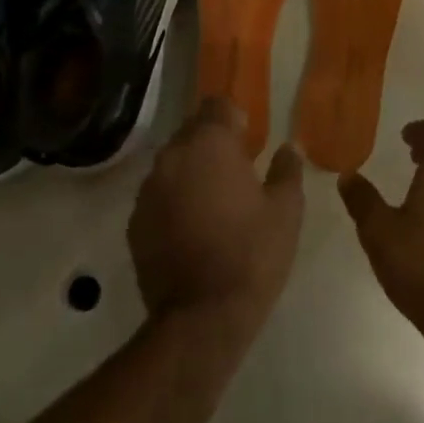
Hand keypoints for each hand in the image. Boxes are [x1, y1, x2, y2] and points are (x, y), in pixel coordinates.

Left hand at [129, 99, 303, 344]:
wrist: (201, 318)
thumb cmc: (252, 254)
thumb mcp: (286, 210)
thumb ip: (287, 169)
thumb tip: (288, 147)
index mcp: (211, 143)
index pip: (218, 104)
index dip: (235, 119)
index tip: (249, 143)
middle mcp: (173, 155)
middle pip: (192, 131)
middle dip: (213, 144)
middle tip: (236, 174)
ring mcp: (149, 189)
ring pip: (173, 163)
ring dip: (192, 172)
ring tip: (213, 204)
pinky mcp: (135, 221)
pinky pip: (158, 195)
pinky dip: (174, 201)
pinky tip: (192, 230)